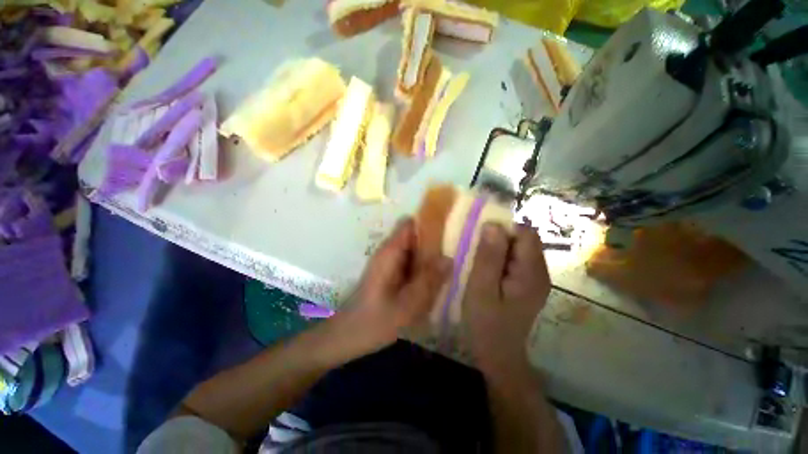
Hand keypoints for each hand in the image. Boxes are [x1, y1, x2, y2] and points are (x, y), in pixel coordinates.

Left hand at [339, 218, 450, 355]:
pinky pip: (411, 262)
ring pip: (415, 250)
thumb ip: (428, 280)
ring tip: (451, 266)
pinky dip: (423, 267)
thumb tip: (449, 258)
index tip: (450, 228)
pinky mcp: (391, 272)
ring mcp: (389, 262)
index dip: (430, 221)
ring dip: (430, 256)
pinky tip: (435, 280)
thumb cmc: (375, 321)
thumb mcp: (407, 304)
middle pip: (415, 235)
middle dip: (435, 241)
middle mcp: (389, 251)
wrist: (348, 335)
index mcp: (391, 252)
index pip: (411, 223)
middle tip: (457, 252)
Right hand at [463, 223, 550, 377]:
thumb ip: (488, 257)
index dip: (503, 229)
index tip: (480, 238)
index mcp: (531, 273)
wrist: (498, 356)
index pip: (525, 233)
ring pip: (518, 248)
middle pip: (523, 239)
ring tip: (478, 261)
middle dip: (499, 239)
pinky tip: (486, 271)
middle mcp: (540, 272)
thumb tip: (492, 225)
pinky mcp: (527, 283)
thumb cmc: (486, 324)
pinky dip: (499, 258)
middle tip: (476, 252)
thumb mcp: (481, 289)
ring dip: (497, 248)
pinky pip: (515, 260)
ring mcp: (535, 278)